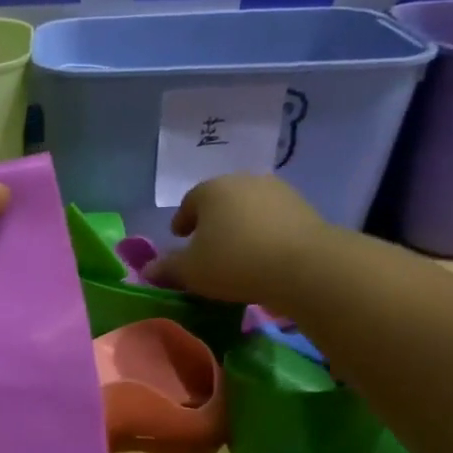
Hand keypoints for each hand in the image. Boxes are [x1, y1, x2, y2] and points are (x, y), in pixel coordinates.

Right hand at [142, 174, 334, 308]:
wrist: (304, 265)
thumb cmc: (234, 262)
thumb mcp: (190, 271)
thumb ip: (167, 268)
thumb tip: (148, 270)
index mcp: (211, 189)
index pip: (189, 202)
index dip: (182, 221)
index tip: (179, 238)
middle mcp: (244, 181)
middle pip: (220, 201)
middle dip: (211, 222)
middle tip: (205, 247)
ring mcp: (278, 191)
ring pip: (248, 209)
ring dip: (239, 227)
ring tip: (235, 253)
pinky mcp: (303, 208)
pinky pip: (273, 220)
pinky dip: (263, 233)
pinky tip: (261, 255)